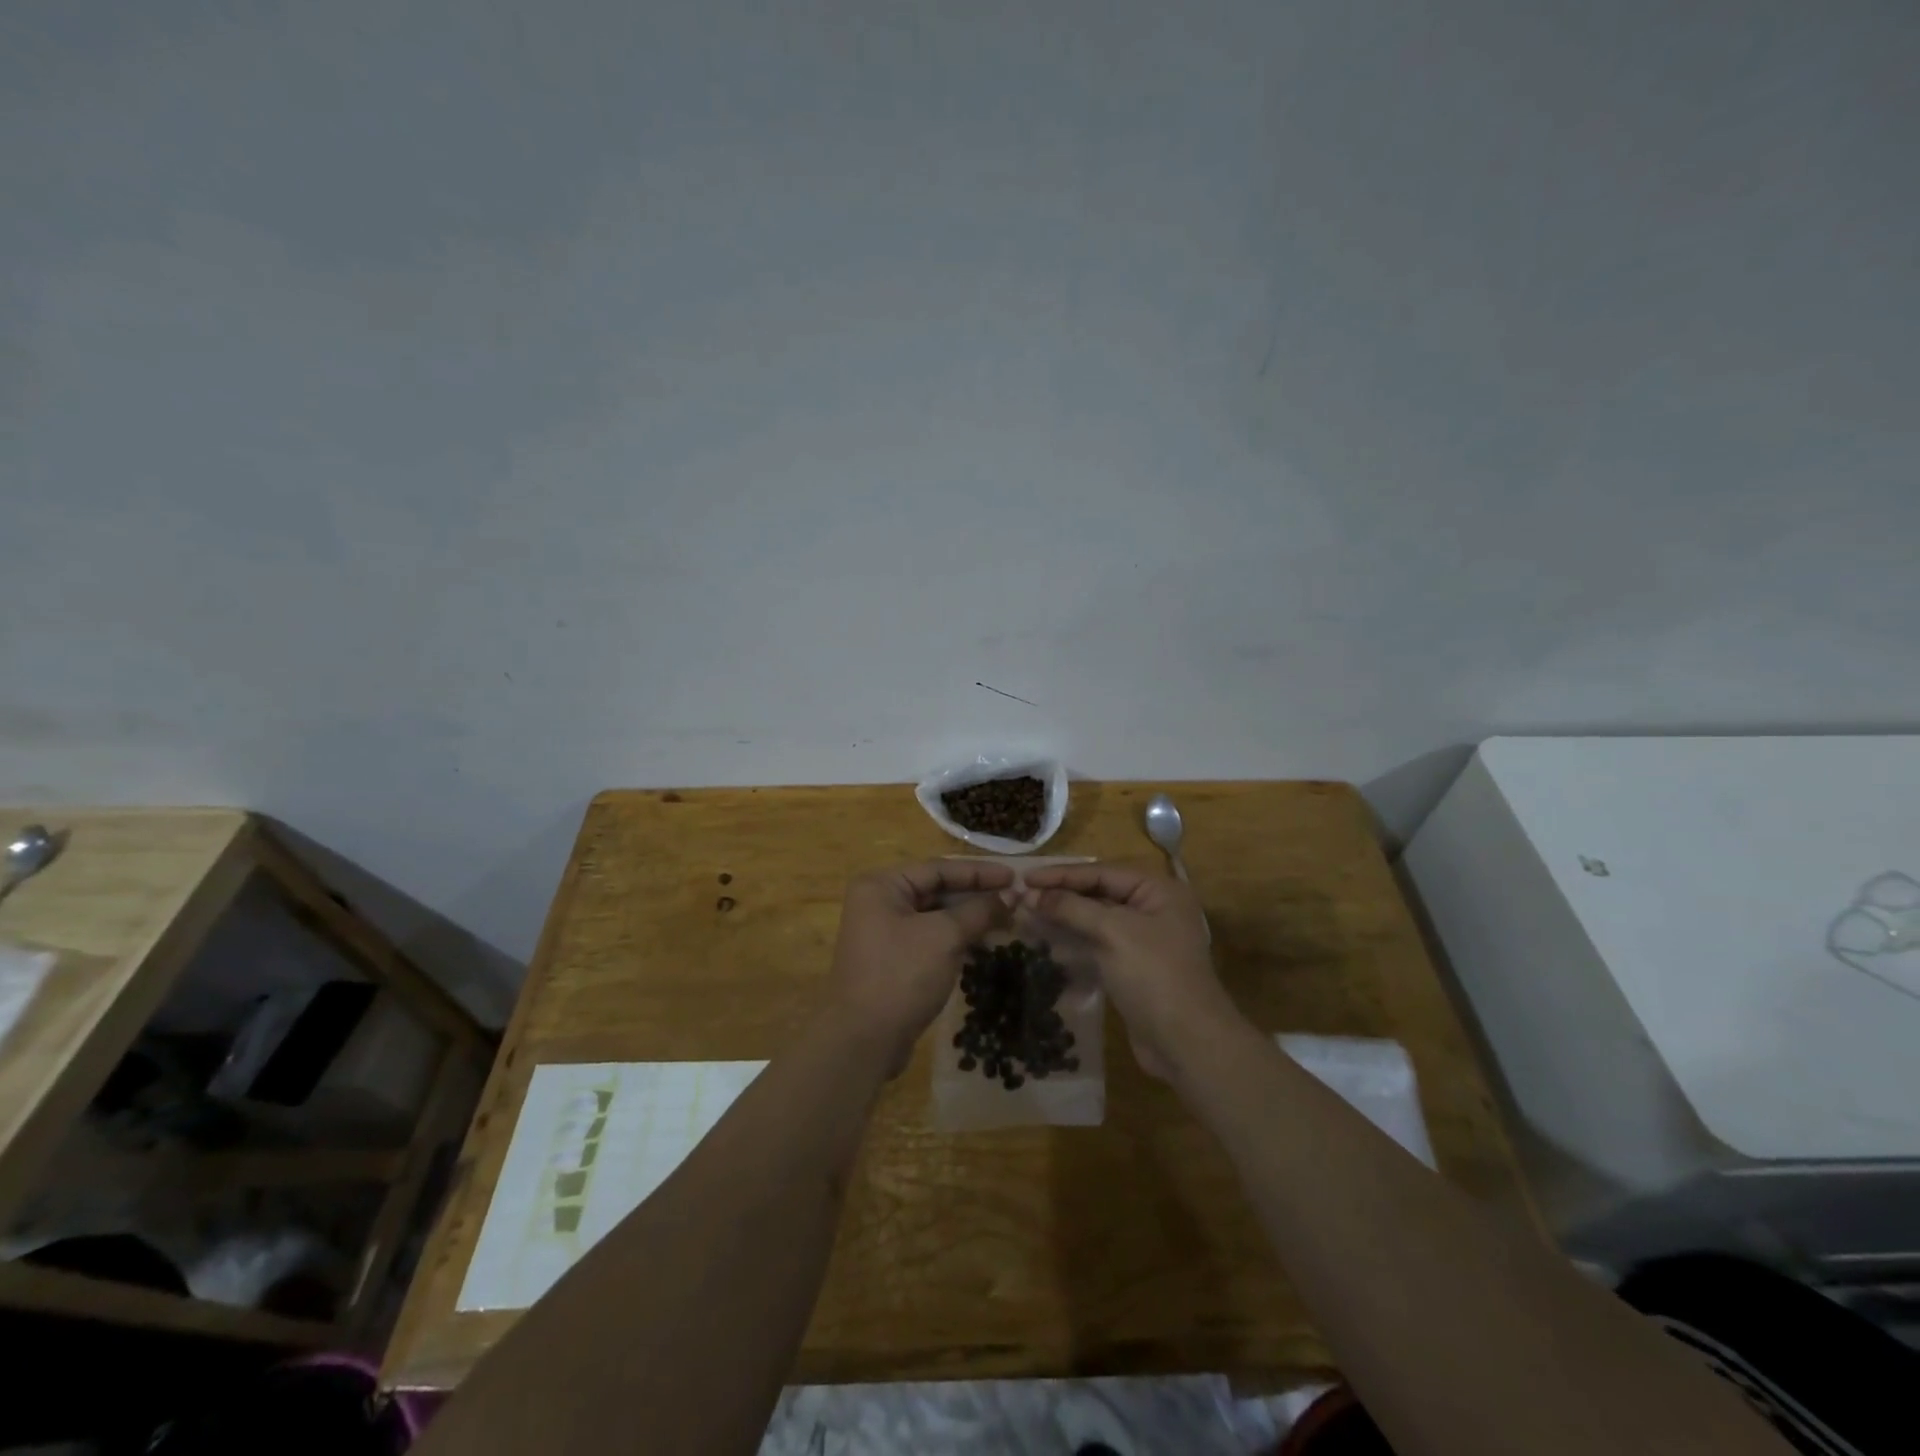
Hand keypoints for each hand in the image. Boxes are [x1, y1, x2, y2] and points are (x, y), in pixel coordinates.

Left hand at [826, 860, 1013, 1075]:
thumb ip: (979, 910)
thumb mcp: (945, 937)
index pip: (938, 868)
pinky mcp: (893, 960)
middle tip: (1015, 898)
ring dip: (970, 917)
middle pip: (936, 890)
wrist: (863, 1041)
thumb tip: (1012, 895)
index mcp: (882, 886)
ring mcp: (884, 933)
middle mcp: (879, 902)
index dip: (979, 872)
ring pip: (936, 916)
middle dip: (976, 895)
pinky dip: (957, 938)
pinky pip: (931, 938)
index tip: (1014, 876)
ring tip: (1008, 919)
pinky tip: (985, 942)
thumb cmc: (901, 975)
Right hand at [1022, 864, 1247, 1079]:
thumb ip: (1071, 908)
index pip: (1101, 872)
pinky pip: (1097, 944)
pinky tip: (1045, 942)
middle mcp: (1152, 909)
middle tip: (1019, 896)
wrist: (1187, 1043)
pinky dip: (1072, 942)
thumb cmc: (1154, 975)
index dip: (1061, 874)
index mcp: (1158, 890)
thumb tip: (1030, 893)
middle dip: (1060, 896)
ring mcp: (1143, 940)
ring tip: (1025, 916)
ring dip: (1062, 918)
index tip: (1024, 877)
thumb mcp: (1112, 933)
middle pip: (1098, 893)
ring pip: (1094, 920)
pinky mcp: (1132, 967)